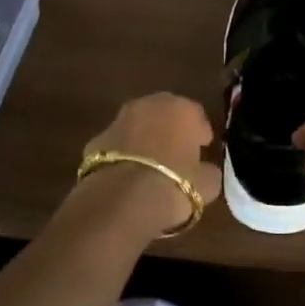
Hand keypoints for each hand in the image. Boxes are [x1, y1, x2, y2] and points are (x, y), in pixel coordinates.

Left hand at [79, 93, 223, 233]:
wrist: (124, 200)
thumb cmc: (175, 185)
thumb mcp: (208, 183)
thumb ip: (208, 170)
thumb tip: (204, 169)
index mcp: (182, 109)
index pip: (196, 115)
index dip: (200, 134)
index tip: (202, 150)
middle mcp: (149, 105)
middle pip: (164, 114)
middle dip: (170, 130)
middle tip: (176, 154)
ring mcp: (118, 120)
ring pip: (138, 126)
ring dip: (145, 139)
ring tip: (151, 166)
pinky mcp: (96, 140)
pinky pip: (117, 145)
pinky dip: (123, 155)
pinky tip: (128, 175)